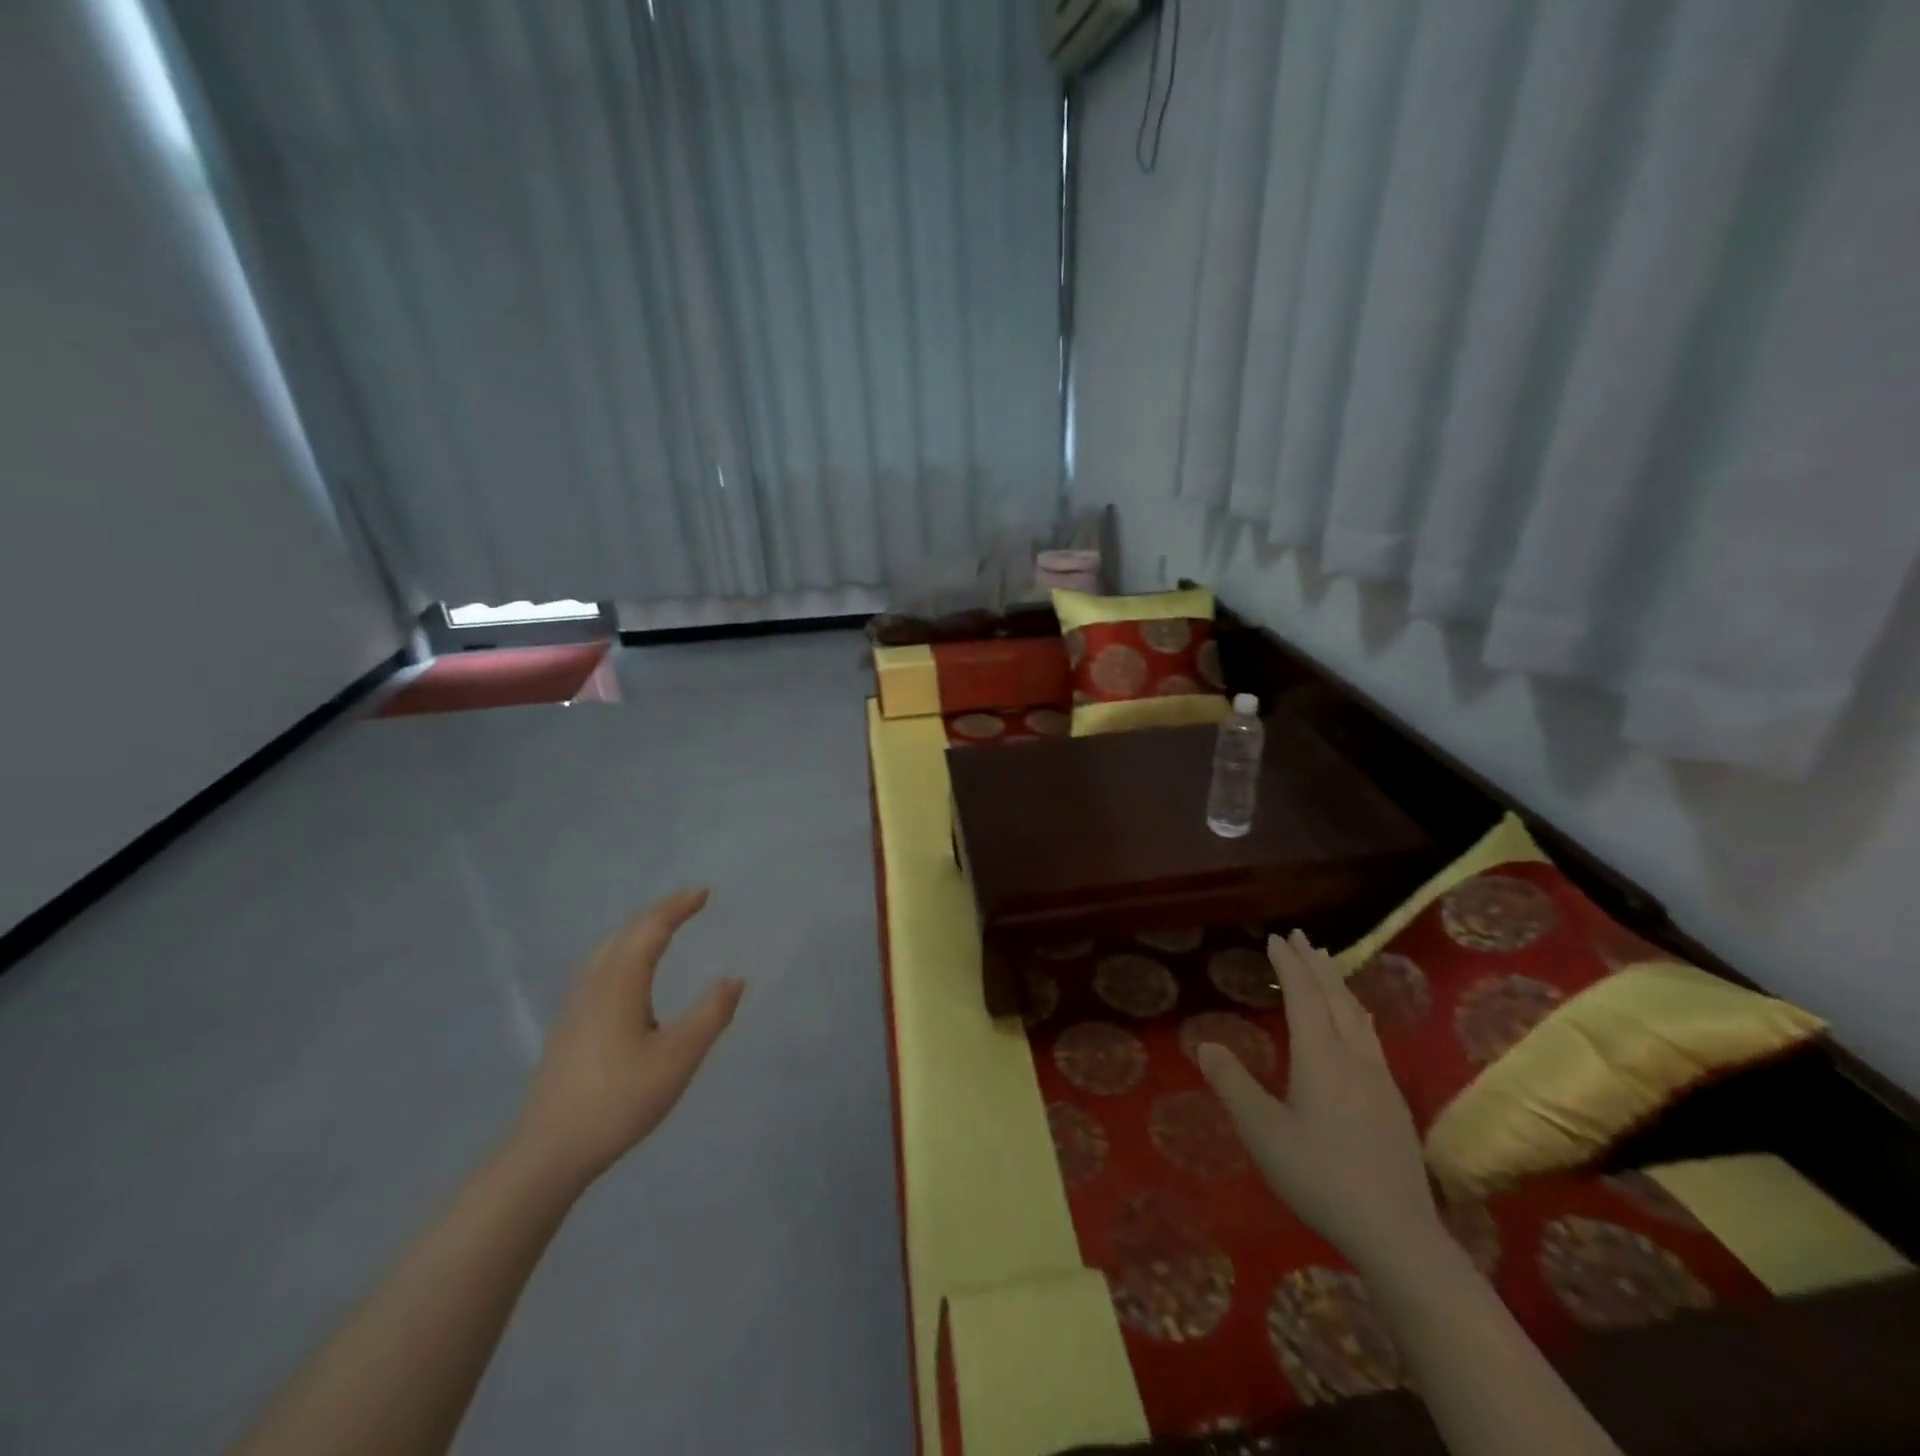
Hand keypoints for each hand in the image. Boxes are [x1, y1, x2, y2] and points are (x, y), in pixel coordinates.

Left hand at [509, 888, 743, 1192]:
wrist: (550, 1151)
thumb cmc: (619, 1099)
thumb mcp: (678, 1058)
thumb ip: (710, 1014)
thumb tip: (734, 979)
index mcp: (620, 983)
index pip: (650, 929)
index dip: (677, 908)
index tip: (703, 893)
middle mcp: (594, 984)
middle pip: (625, 933)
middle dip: (658, 914)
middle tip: (688, 905)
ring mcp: (576, 1005)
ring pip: (607, 950)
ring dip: (637, 931)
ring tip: (661, 930)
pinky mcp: (569, 1026)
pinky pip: (599, 967)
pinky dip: (622, 951)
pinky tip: (627, 974)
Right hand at [1197, 930, 1440, 1276]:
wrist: (1397, 1233)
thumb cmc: (1320, 1176)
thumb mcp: (1262, 1132)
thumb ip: (1233, 1084)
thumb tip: (1206, 1044)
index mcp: (1320, 1057)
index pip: (1304, 996)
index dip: (1289, 965)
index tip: (1276, 938)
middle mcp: (1354, 1057)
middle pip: (1336, 998)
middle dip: (1316, 965)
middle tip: (1301, 938)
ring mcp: (1380, 1080)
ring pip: (1358, 1016)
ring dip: (1338, 985)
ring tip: (1328, 968)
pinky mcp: (1394, 1103)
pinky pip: (1370, 1036)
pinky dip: (1354, 1012)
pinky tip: (1357, 1025)